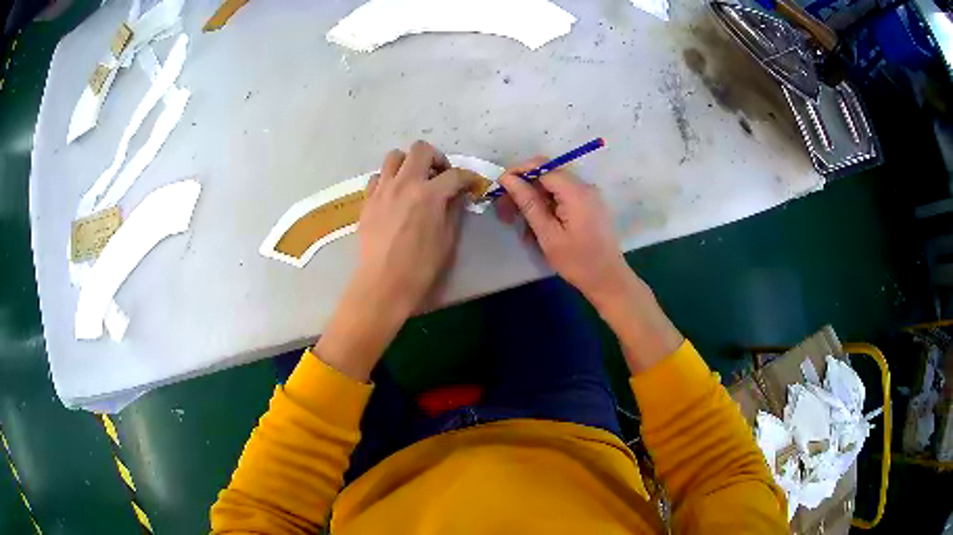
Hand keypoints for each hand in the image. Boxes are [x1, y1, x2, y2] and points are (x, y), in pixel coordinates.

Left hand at [315, 141, 477, 380]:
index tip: (471, 185)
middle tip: (440, 175)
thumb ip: (453, 211)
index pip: (455, 174)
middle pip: (421, 149)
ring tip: (414, 180)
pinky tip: (394, 195)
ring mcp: (383, 189)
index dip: (467, 178)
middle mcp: (405, 183)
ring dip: (408, 163)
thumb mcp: (447, 240)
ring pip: (394, 156)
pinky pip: (377, 177)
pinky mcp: (368, 200)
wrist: (383, 283)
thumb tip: (457, 196)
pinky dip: (388, 179)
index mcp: (429, 194)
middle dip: (436, 158)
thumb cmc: (421, 266)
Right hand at [496, 158, 682, 371]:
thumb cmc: (578, 261)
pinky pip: (563, 198)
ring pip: (553, 188)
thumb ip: (528, 203)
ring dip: (534, 203)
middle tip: (505, 212)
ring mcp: (588, 196)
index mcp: (576, 191)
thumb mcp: (548, 234)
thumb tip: (508, 178)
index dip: (518, 173)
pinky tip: (538, 230)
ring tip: (522, 229)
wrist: (608, 280)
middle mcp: (584, 187)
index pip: (542, 167)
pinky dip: (547, 209)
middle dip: (524, 190)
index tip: (499, 189)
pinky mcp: (589, 206)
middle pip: (547, 175)